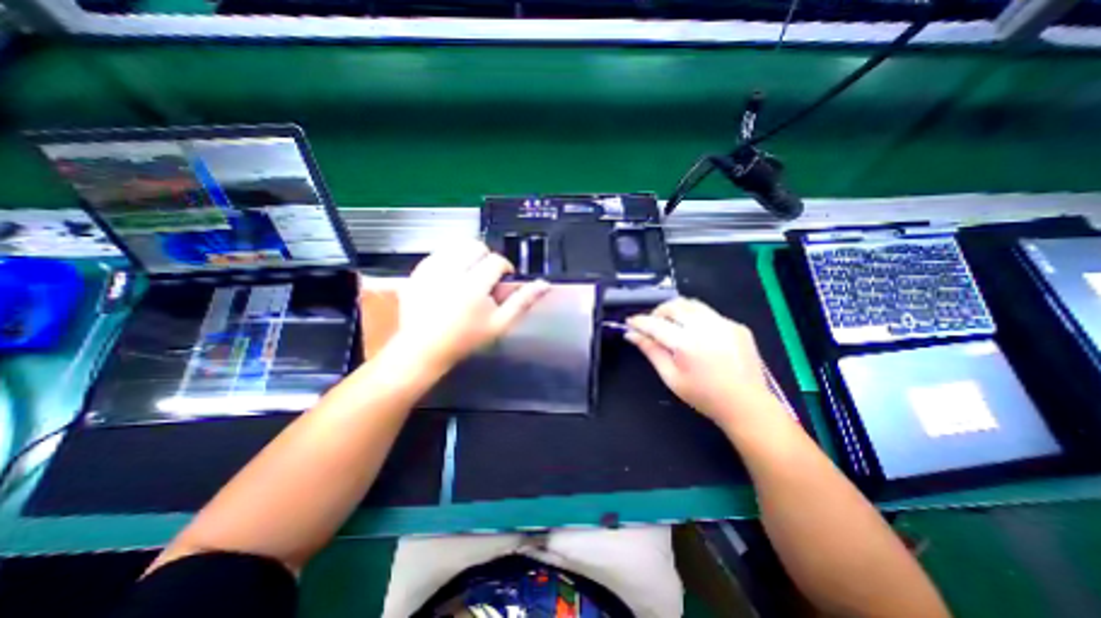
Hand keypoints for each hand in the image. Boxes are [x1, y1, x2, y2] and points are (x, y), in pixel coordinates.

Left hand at [389, 242, 553, 372]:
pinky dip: (448, 260)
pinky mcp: (417, 272)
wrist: (424, 348)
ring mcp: (430, 271)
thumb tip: (544, 284)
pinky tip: (450, 278)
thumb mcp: (500, 324)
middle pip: (475, 246)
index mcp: (474, 286)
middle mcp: (451, 273)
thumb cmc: (466, 339)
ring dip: (466, 256)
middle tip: (484, 278)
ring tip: (467, 275)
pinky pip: (438, 253)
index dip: (504, 268)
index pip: (496, 260)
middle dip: (485, 258)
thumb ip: (523, 301)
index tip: (502, 279)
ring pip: (455, 245)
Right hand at [629, 299, 781, 429]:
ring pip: (691, 303)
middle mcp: (704, 327)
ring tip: (672, 325)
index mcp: (686, 344)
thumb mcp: (671, 377)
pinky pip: (709, 313)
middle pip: (673, 305)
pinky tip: (697, 335)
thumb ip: (651, 351)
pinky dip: (695, 318)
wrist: (747, 404)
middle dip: (657, 312)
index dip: (639, 321)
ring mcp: (723, 323)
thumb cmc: (703, 396)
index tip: (630, 322)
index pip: (655, 324)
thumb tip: (631, 335)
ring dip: (676, 310)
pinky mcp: (736, 325)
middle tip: (652, 325)